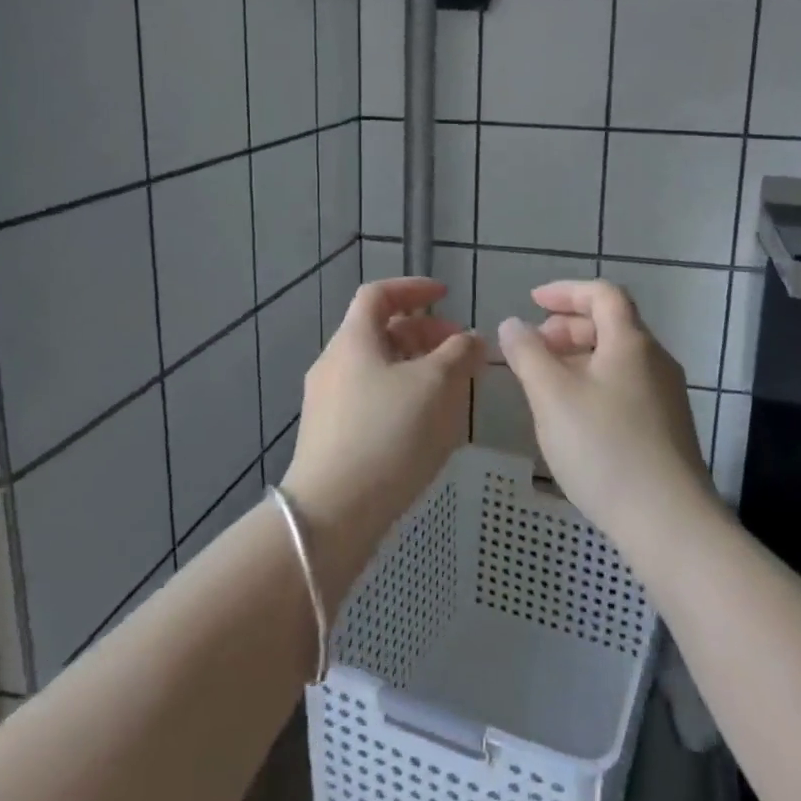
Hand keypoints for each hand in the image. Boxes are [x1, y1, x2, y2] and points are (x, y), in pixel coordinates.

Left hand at [282, 278, 485, 607]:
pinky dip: (402, 395)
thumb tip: (472, 338)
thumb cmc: (387, 434)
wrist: (332, 513)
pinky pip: (372, 398)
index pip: (378, 294)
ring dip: (416, 367)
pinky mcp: (331, 435)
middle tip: (460, 350)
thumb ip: (458, 354)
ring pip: (378, 368)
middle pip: (380, 332)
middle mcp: (334, 364)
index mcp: (352, 340)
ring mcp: (328, 401)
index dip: (414, 288)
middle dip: (424, 333)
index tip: (447, 296)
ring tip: (451, 389)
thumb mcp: (435, 386)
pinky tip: (426, 424)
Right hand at [497, 280, 716, 549]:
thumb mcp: (552, 396)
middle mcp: (655, 361)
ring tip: (547, 384)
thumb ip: (528, 354)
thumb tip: (513, 324)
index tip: (532, 303)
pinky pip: (625, 387)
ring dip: (579, 358)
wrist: (669, 522)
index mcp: (631, 343)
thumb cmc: (604, 448)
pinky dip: (595, 384)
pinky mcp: (667, 428)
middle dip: (568, 327)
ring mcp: (666, 396)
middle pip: (612, 325)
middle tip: (534, 348)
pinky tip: (574, 418)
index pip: (603, 294)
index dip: (566, 291)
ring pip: (618, 359)